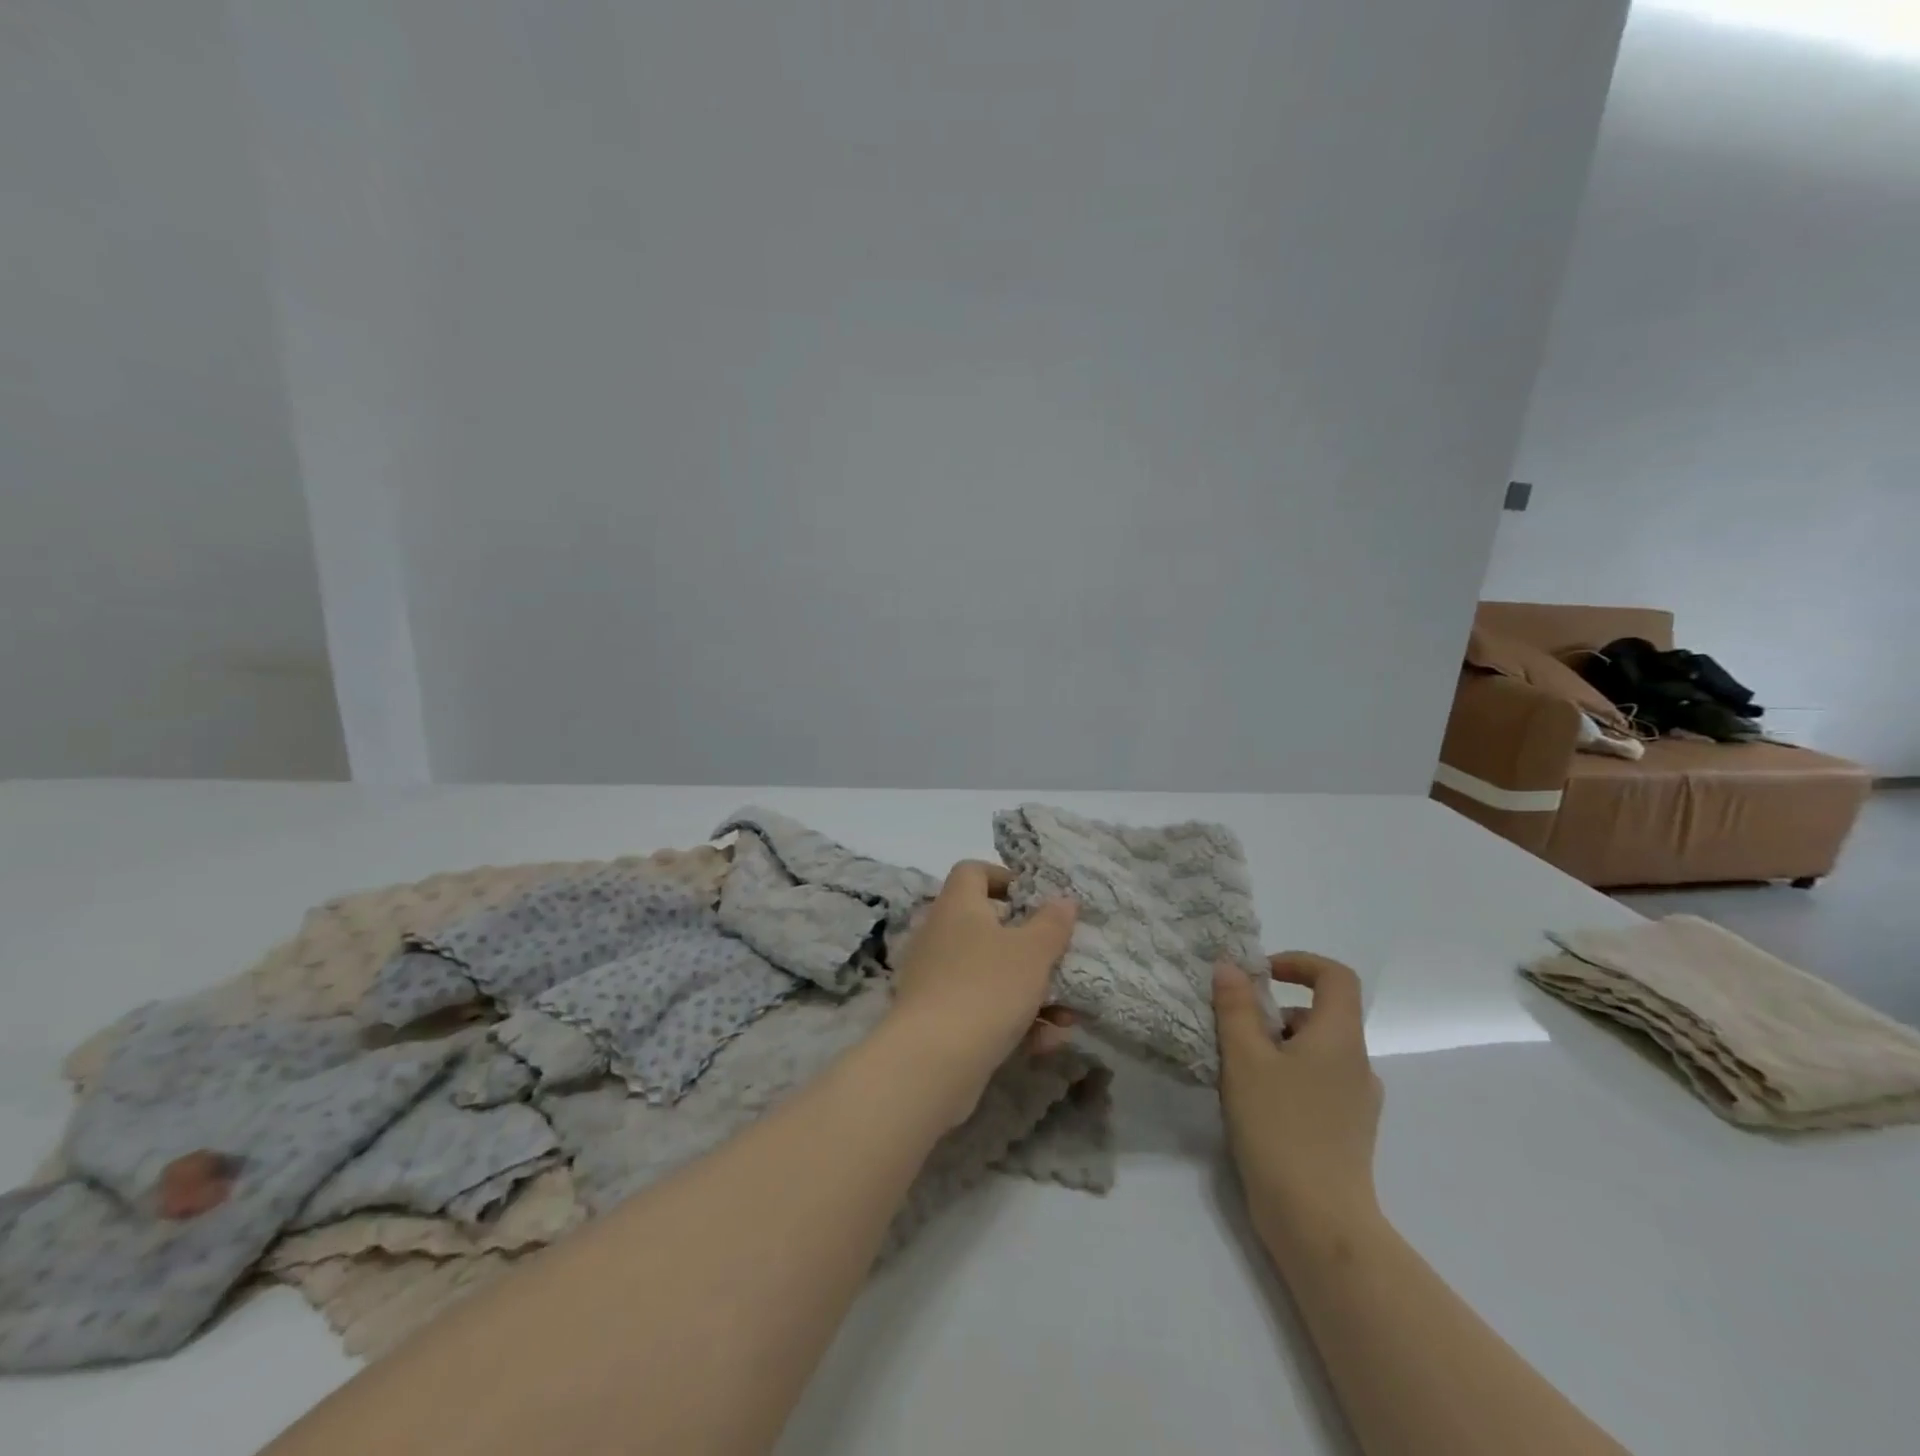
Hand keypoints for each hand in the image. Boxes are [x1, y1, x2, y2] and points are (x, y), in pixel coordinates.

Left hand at [886, 861, 1078, 1119]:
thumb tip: (1063, 899)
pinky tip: (1045, 1043)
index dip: (1004, 877)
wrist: (933, 1061)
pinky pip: (982, 1009)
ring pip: (991, 974)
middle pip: (988, 926)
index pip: (972, 871)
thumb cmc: (987, 987)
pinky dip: (1013, 1021)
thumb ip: (1052, 923)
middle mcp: (941, 935)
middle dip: (1031, 948)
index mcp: (958, 906)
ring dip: (1031, 992)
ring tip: (1068, 1017)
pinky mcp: (937, 1019)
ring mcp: (935, 979)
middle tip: (1061, 961)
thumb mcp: (1033, 952)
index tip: (1036, 899)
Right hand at [1213, 952, 1383, 1251]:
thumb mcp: (1244, 1059)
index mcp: (1341, 1039)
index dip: (1299, 963)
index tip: (1260, 975)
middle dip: (1274, 1013)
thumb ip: (1235, 1007)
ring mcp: (1357, 1102)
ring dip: (1277, 1047)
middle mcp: (1358, 1064)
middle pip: (1320, 1015)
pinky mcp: (1347, 1132)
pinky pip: (1317, 1083)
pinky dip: (1287, 1077)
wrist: (1318, 1222)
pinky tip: (1256, 1106)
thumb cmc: (1279, 1128)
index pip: (1336, 976)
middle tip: (1234, 1033)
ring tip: (1238, 1073)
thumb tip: (1231, 966)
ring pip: (1315, 1052)